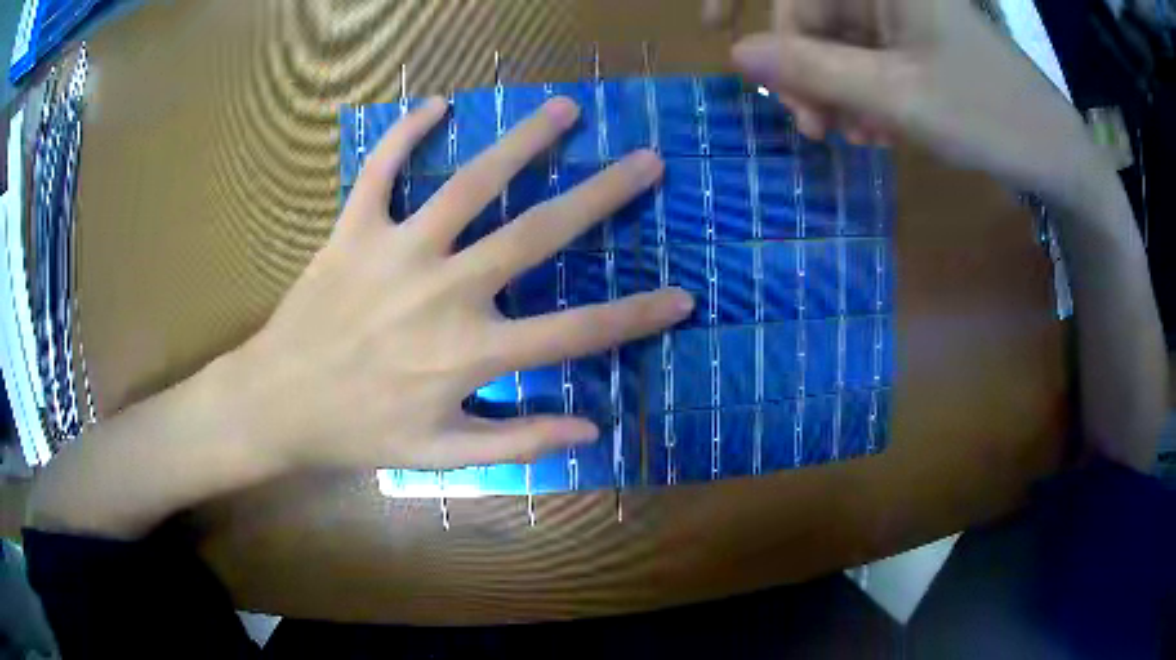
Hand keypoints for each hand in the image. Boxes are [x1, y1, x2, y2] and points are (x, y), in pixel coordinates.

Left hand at [232, 96, 691, 470]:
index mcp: (471, 353)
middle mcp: (444, 292)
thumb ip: (517, 442)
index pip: (577, 333)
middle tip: (646, 162)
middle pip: (537, 235)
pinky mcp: (353, 231)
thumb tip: (591, 430)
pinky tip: (435, 105)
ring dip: (522, 142)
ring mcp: (396, 252)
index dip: (636, 316)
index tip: (683, 296)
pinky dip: (403, 134)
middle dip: (601, 196)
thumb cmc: (359, 432)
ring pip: (469, 184)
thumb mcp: (441, 455)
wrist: (277, 404)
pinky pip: (379, 170)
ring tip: (565, 109)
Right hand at [719, 0, 1101, 202]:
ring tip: (851, 139)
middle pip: (814, 13)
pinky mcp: (917, 43)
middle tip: (813, 129)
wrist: (1055, 155)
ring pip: (839, 41)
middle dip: (804, 67)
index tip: (713, 27)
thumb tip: (738, 55)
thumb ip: (813, 70)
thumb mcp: (897, 97)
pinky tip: (876, 131)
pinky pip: (869, 59)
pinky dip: (862, 94)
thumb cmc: (989, 118)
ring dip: (834, 90)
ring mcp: (904, 15)